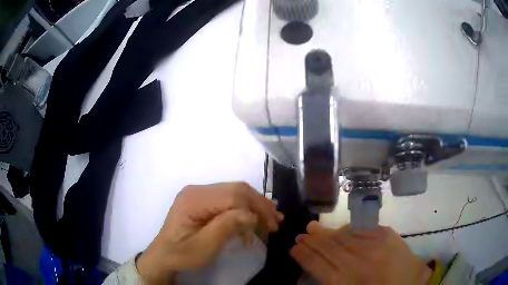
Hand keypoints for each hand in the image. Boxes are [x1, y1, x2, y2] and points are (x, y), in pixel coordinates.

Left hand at [136, 182, 282, 283]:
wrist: (164, 255)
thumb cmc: (182, 254)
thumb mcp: (204, 246)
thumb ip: (226, 227)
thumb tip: (251, 214)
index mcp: (194, 199)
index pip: (232, 196)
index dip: (255, 209)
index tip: (271, 227)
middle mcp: (197, 190)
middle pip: (236, 190)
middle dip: (259, 205)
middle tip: (276, 221)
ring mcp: (200, 193)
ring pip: (235, 192)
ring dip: (255, 205)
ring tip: (271, 219)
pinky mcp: (203, 200)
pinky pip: (229, 199)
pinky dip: (244, 208)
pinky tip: (253, 219)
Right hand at [290, 222, 430, 284]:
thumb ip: (333, 281)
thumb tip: (319, 266)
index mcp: (345, 281)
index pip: (318, 265)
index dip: (304, 255)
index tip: (293, 248)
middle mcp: (358, 262)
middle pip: (329, 249)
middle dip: (313, 241)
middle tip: (301, 234)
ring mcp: (374, 246)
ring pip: (343, 238)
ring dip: (327, 233)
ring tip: (314, 228)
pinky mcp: (388, 236)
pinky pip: (363, 230)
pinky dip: (350, 229)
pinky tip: (341, 229)